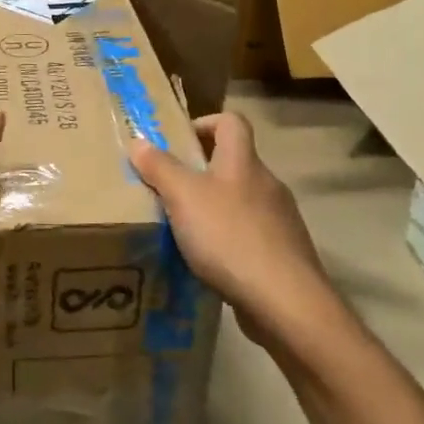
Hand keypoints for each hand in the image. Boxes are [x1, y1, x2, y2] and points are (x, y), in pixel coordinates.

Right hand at [128, 112, 328, 349]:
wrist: (285, 302)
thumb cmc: (229, 237)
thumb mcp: (182, 197)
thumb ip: (159, 167)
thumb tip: (138, 141)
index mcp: (243, 162)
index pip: (231, 122)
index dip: (205, 122)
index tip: (178, 142)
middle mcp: (267, 184)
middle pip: (235, 163)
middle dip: (202, 172)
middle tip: (170, 190)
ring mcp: (281, 221)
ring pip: (243, 202)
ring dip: (215, 208)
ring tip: (184, 231)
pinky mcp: (285, 255)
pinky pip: (251, 236)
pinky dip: (229, 241)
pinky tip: (209, 263)